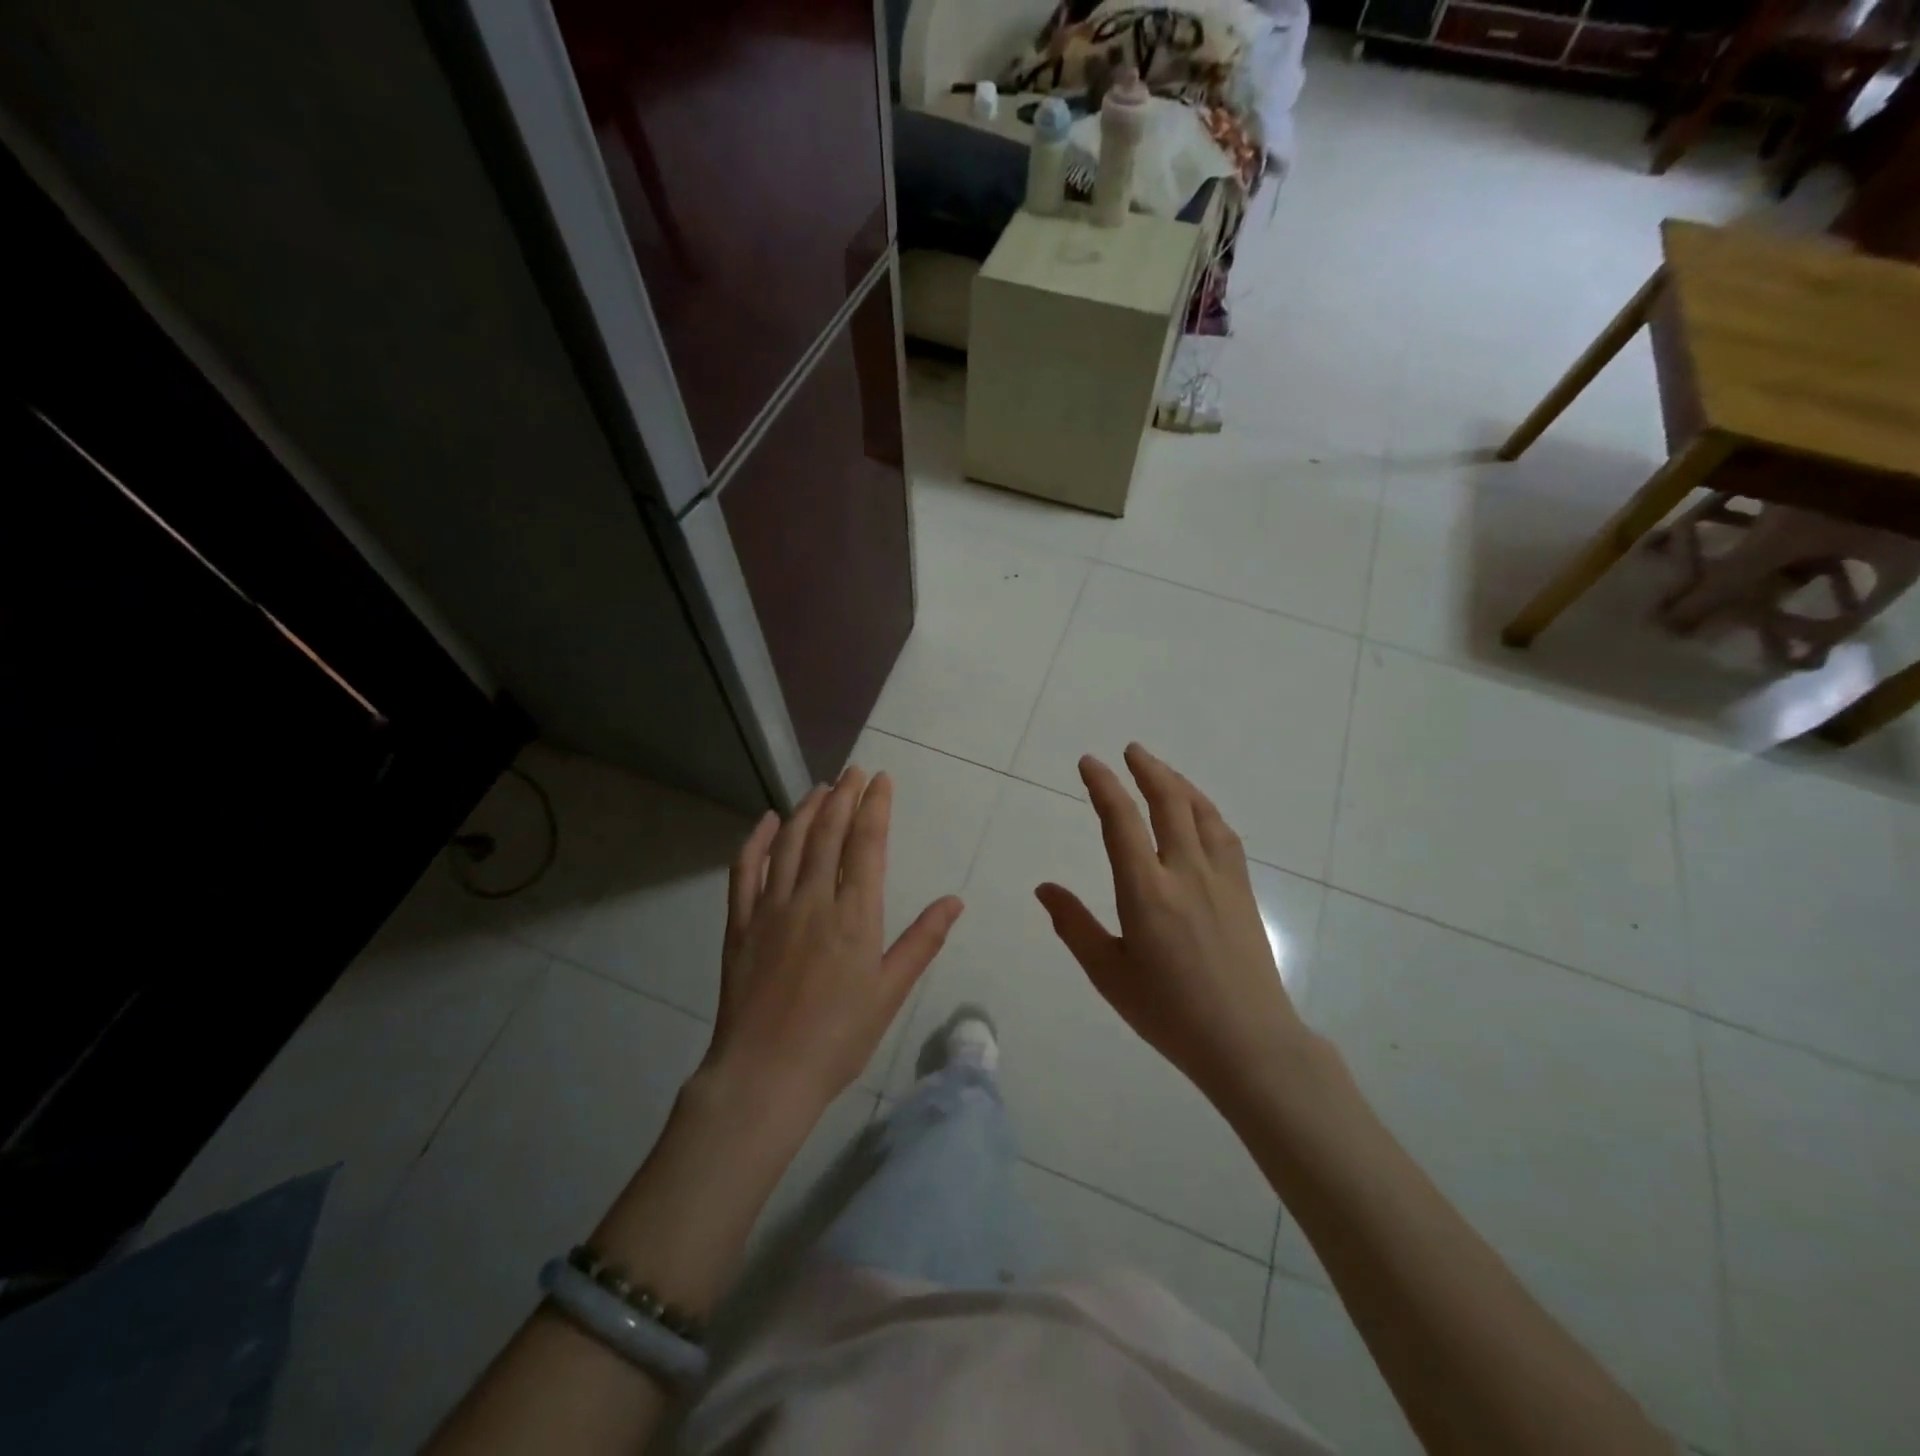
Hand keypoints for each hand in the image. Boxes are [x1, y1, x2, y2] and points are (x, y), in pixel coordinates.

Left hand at [697, 768, 964, 1130]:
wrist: (765, 1075)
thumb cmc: (838, 1038)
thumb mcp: (890, 992)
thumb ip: (922, 941)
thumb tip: (954, 900)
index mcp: (854, 915)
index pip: (867, 844)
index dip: (875, 806)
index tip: (880, 779)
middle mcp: (812, 899)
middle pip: (829, 833)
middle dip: (844, 796)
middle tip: (853, 771)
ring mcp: (771, 908)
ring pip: (790, 843)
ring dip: (807, 810)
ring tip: (821, 788)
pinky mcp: (741, 924)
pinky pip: (745, 870)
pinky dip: (756, 841)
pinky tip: (768, 821)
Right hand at [1035, 744, 1308, 1112]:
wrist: (1249, 1042)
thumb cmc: (1169, 1013)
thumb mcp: (1108, 974)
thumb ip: (1073, 925)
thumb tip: (1044, 888)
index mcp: (1147, 892)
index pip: (1122, 822)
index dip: (1104, 786)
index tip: (1089, 763)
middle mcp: (1185, 873)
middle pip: (1168, 803)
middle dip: (1146, 770)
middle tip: (1129, 750)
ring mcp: (1221, 879)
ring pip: (1201, 812)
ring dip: (1178, 783)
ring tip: (1161, 771)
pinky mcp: (1243, 891)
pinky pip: (1224, 835)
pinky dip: (1205, 811)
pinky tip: (1200, 813)